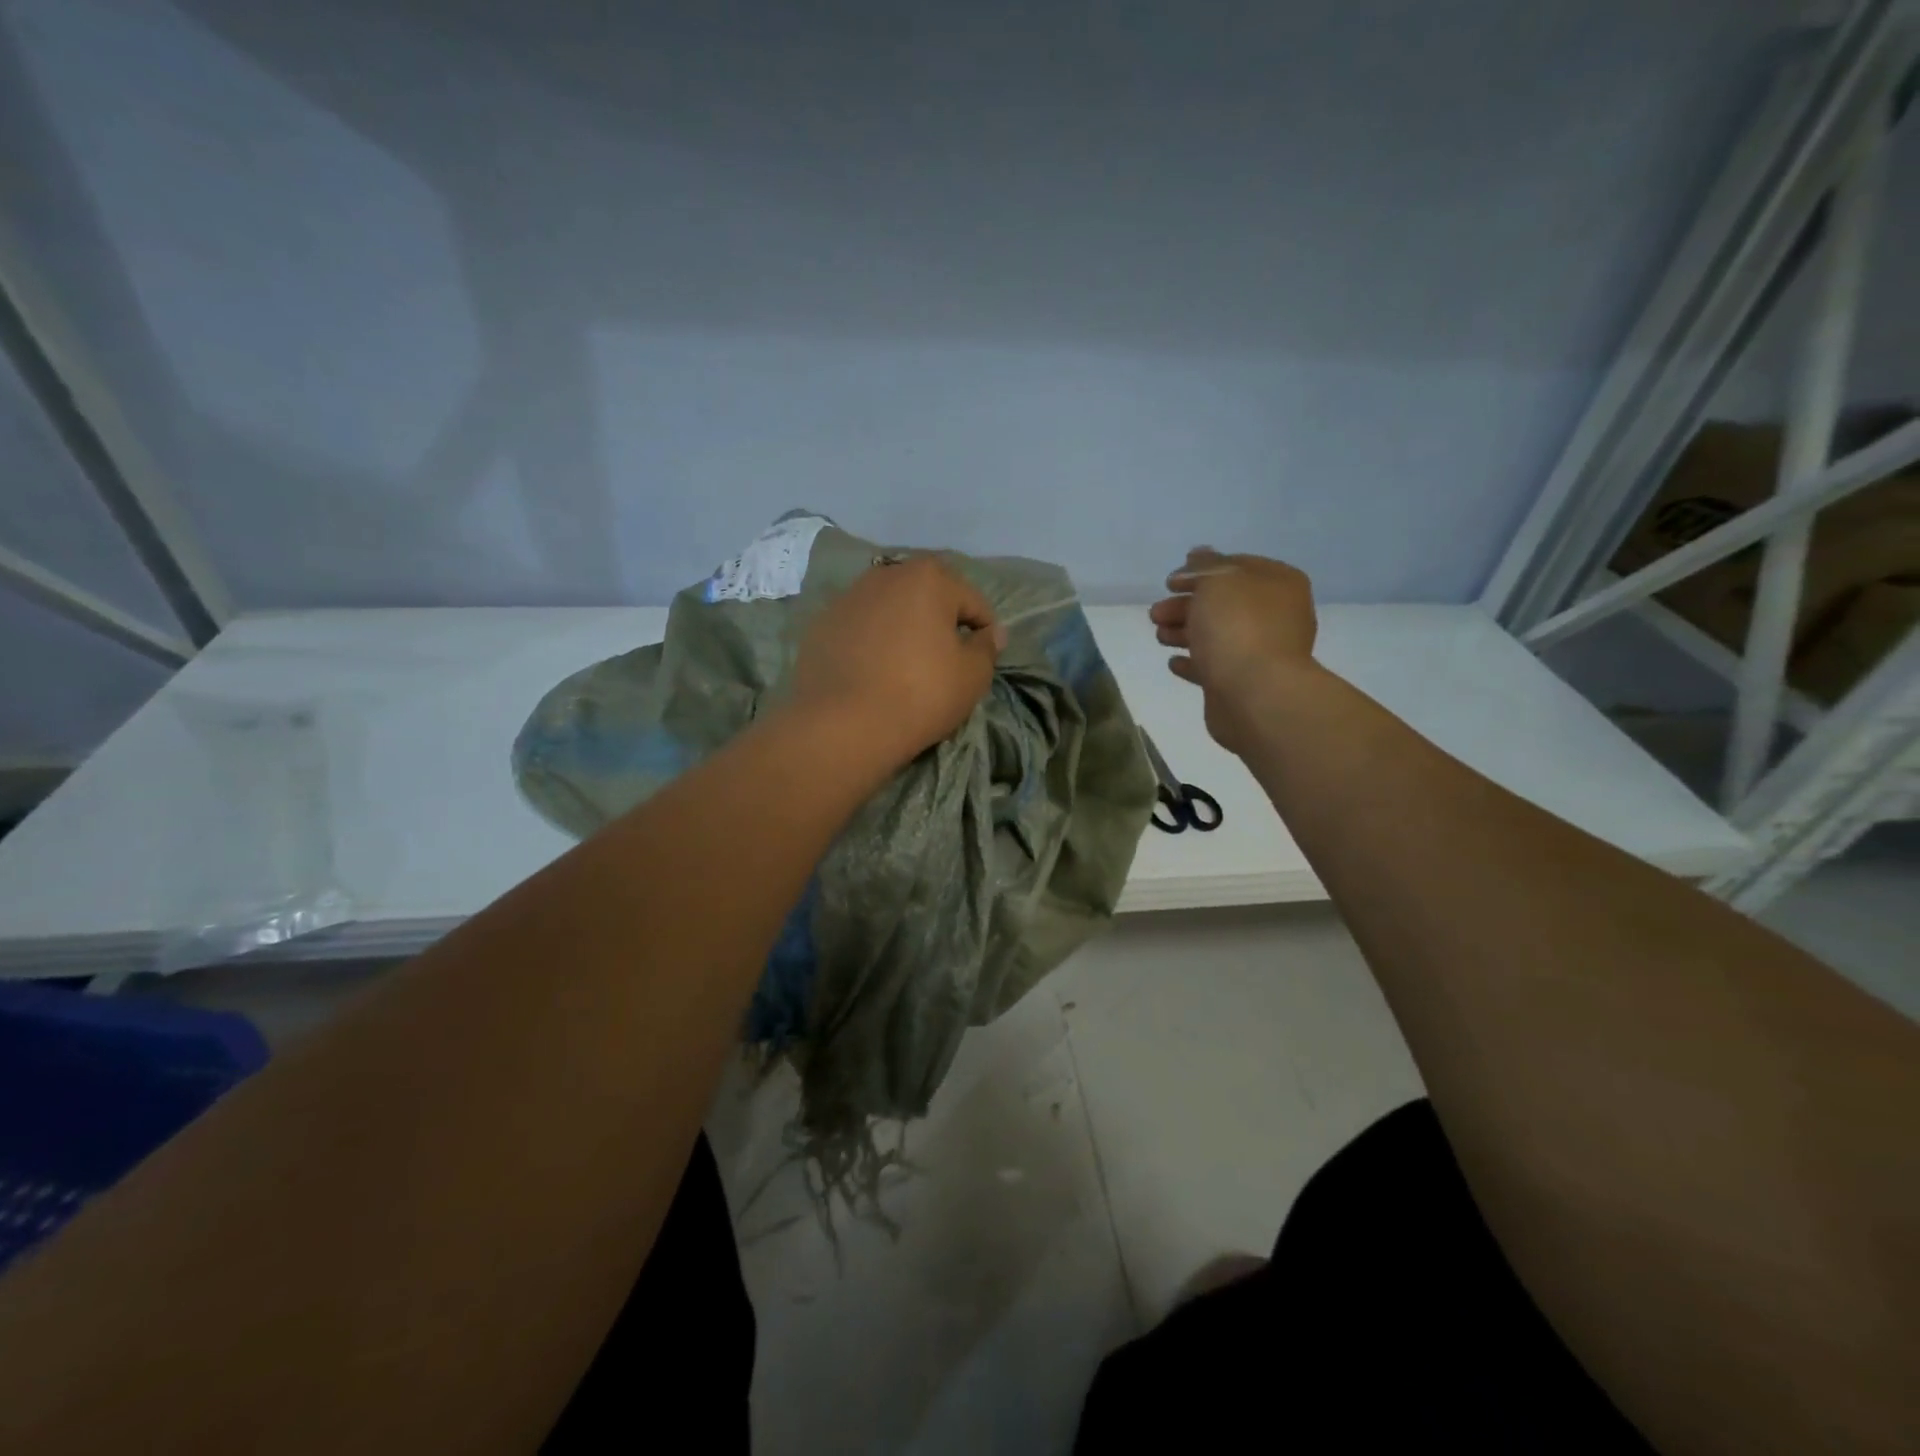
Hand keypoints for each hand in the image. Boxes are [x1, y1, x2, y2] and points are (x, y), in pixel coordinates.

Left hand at [791, 556, 1005, 769]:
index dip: (985, 631)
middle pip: (927, 597)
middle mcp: (886, 575)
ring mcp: (847, 598)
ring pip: (890, 610)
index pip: (973, 602)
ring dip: (903, 629)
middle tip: (946, 661)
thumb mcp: (972, 676)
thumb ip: (987, 647)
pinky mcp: (820, 625)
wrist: (842, 725)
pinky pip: (859, 629)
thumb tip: (991, 633)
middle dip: (940, 623)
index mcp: (928, 577)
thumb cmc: (920, 694)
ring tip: (906, 666)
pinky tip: (872, 673)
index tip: (983, 660)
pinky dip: (871, 643)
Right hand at [1149, 548, 1318, 753]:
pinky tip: (1174, 662)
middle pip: (1223, 603)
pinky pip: (1214, 666)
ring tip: (1159, 636)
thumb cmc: (1238, 627)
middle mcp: (1275, 615)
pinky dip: (1194, 662)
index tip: (1170, 582)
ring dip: (1185, 632)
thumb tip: (1198, 555)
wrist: (1255, 694)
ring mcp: (1261, 651)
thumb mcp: (1218, 582)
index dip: (1200, 571)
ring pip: (1216, 635)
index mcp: (1278, 584)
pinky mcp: (1244, 682)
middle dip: (1186, 606)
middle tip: (1155, 614)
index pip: (1236, 567)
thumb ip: (1205, 567)